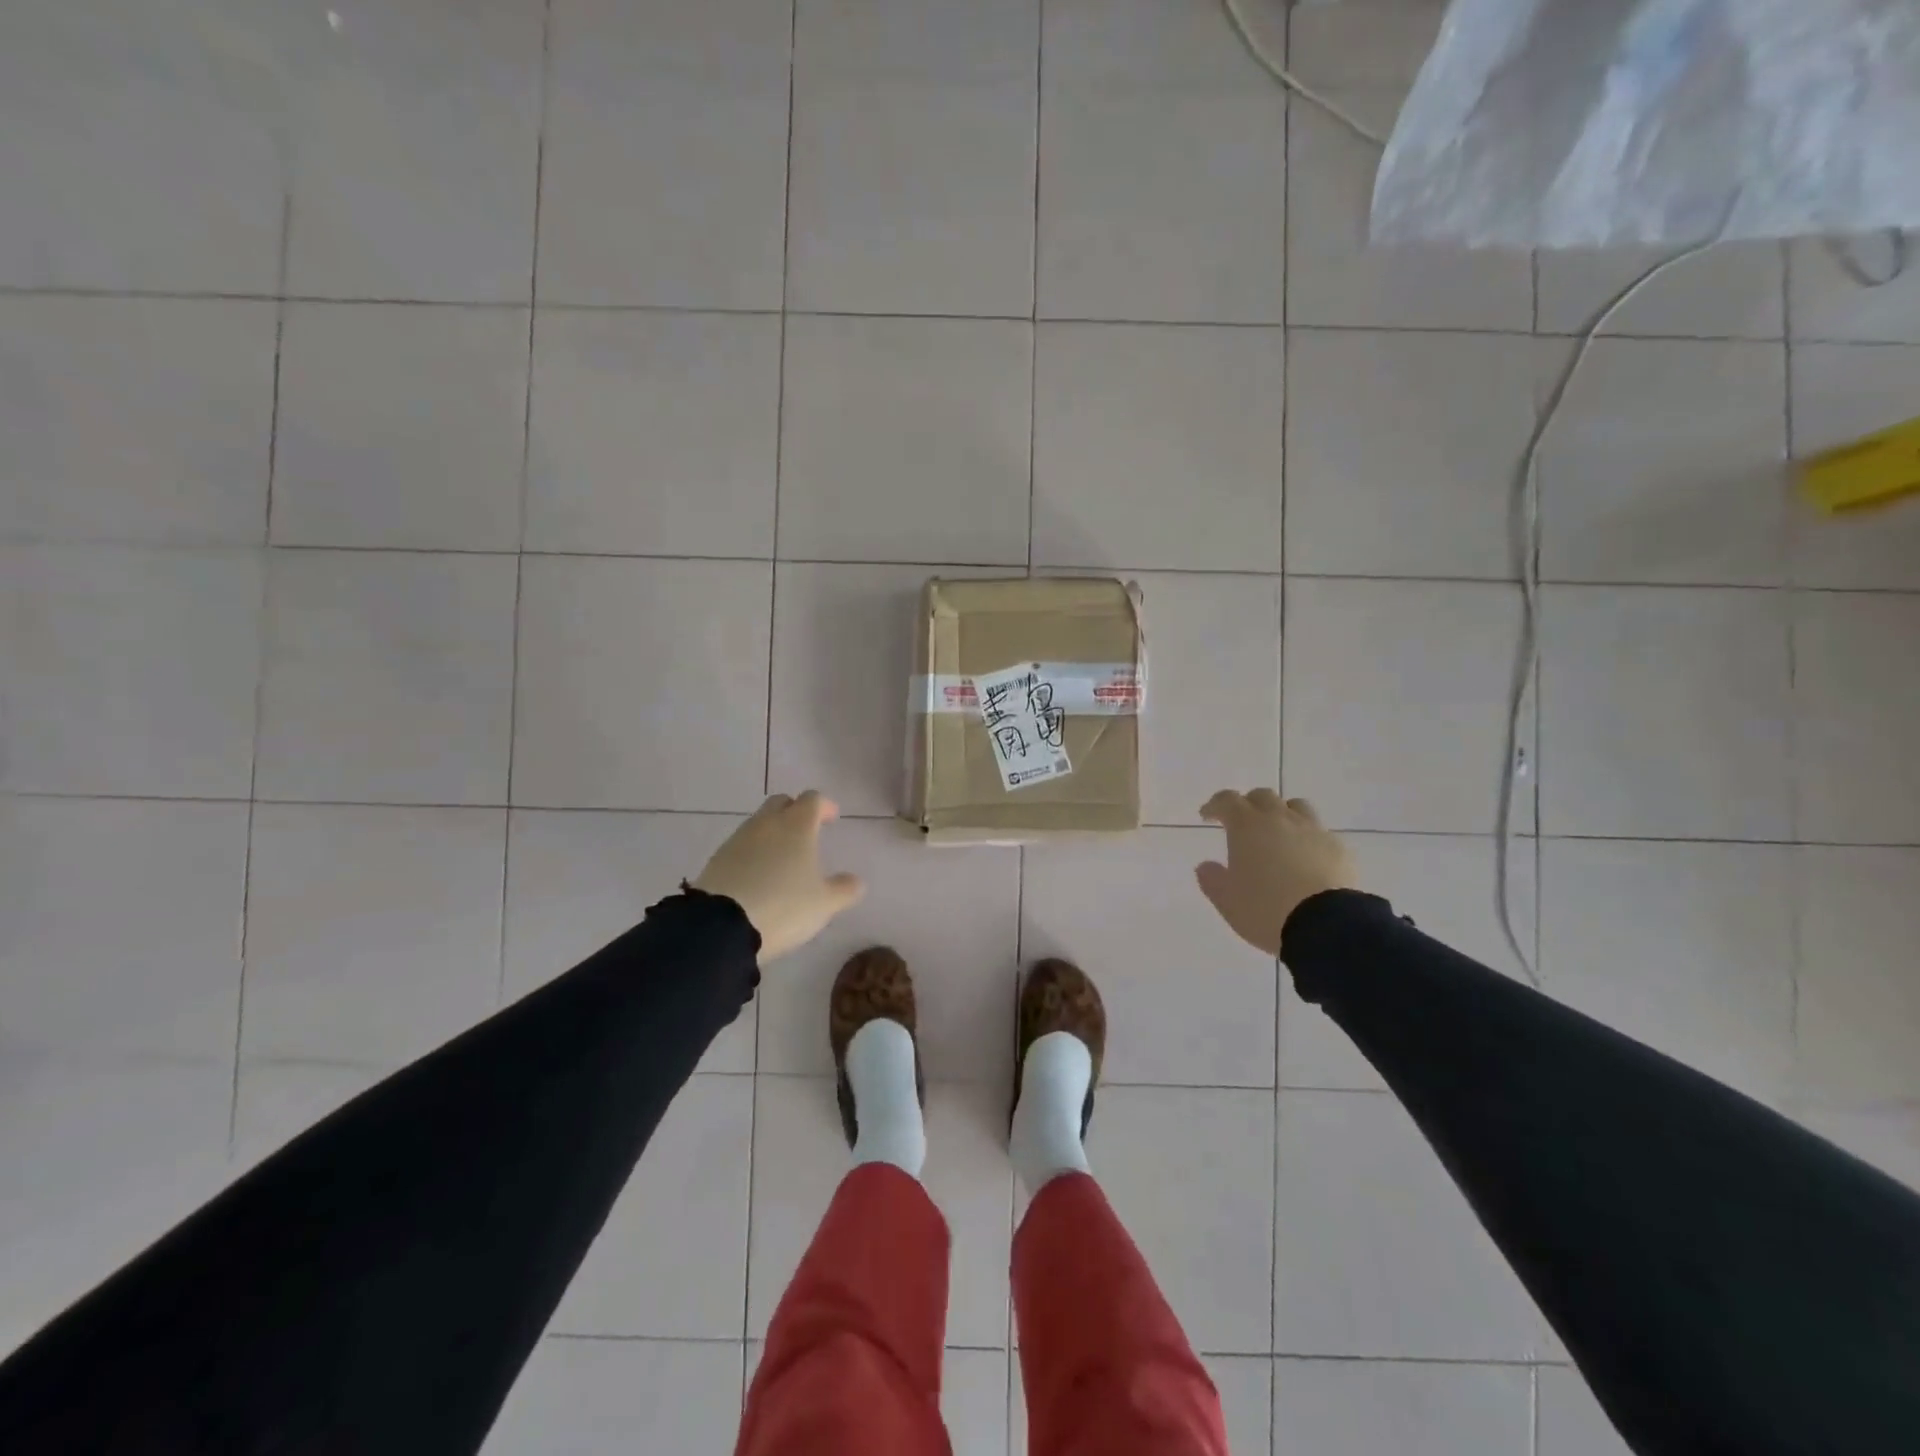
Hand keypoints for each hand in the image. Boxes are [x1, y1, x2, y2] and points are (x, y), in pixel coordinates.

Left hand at [693, 791, 864, 960]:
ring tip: (782, 857)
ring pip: (759, 823)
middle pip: (781, 802)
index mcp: (797, 826)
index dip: (825, 806)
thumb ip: (844, 889)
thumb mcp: (824, 903)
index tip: (832, 818)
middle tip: (807, 831)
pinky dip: (753, 852)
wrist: (721, 926)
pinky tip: (758, 875)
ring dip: (773, 832)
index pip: (813, 800)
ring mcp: (738, 839)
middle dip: (795, 811)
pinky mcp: (717, 859)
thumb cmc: (783, 906)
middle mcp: (767, 824)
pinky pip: (741, 845)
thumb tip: (857, 881)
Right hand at [1196, 789, 1358, 955]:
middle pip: (1263, 796)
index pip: (1227, 800)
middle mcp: (1280, 819)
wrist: (1325, 924)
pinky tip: (1306, 858)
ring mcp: (1313, 831)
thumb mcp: (1227, 900)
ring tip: (1277, 834)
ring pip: (1296, 807)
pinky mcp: (1338, 848)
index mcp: (1247, 826)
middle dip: (1248, 805)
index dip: (1215, 805)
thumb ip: (1212, 879)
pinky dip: (1307, 838)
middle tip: (1241, 823)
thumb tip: (1205, 866)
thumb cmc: (1265, 908)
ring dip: (1282, 814)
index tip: (1208, 816)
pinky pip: (1319, 832)